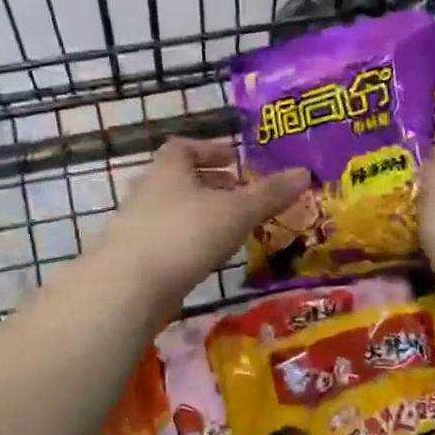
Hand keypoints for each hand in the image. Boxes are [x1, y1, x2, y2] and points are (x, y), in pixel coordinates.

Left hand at [100, 138, 309, 306]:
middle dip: (211, 185)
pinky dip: (189, 242)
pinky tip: (208, 258)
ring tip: (232, 229)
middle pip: (180, 179)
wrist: (129, 286)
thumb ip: (269, 194)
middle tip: (242, 195)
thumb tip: (304, 172)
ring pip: (174, 211)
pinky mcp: (134, 257)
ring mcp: (137, 225)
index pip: (185, 147)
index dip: (210, 150)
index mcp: (168, 168)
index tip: (234, 159)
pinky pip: (167, 240)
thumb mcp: (236, 211)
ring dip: (201, 215)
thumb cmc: (186, 233)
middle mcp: (148, 190)